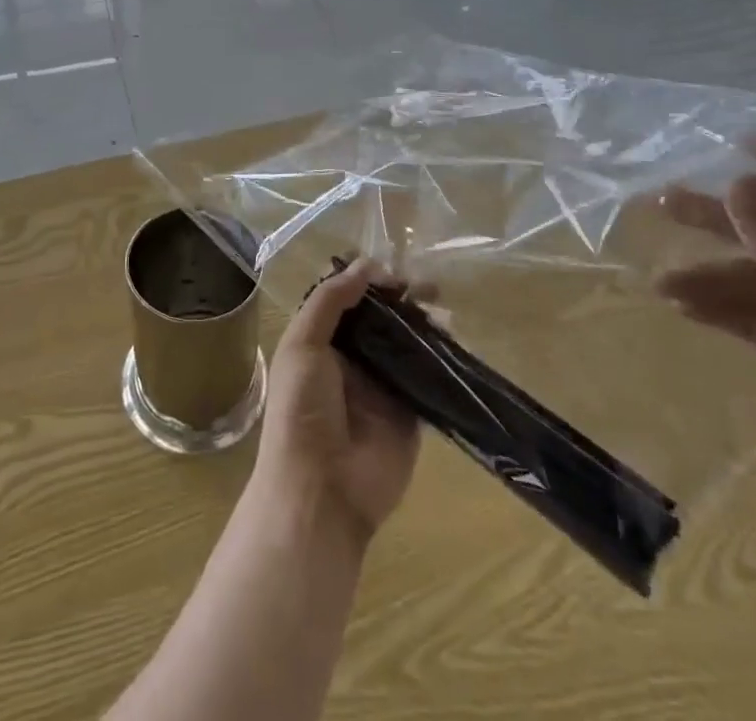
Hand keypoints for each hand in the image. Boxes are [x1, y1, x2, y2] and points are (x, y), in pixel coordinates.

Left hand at [253, 259, 422, 545]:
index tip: (392, 270)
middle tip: (426, 285)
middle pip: (380, 318)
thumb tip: (365, 265)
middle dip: (401, 298)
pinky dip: (441, 356)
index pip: (347, 300)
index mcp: (320, 341)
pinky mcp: (410, 412)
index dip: (367, 281)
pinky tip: (454, 337)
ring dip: (423, 321)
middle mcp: (352, 359)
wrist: (321, 489)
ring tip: (441, 304)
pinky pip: (427, 377)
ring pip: (406, 342)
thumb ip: (330, 301)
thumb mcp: (302, 344)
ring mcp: (382, 386)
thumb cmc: (301, 409)